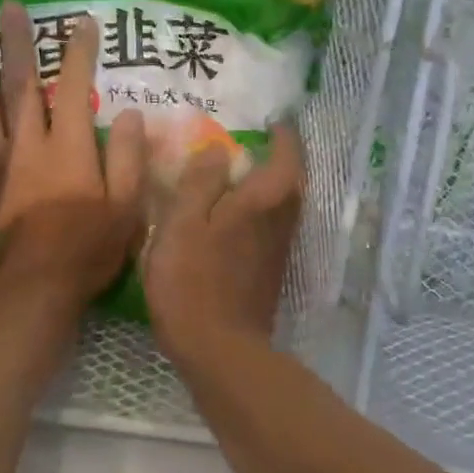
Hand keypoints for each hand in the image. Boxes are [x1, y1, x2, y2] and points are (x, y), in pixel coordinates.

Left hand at [0, 2, 145, 305]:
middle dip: (17, 44)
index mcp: (68, 144)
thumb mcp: (127, 207)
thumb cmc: (88, 249)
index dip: (80, 52)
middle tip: (8, 8)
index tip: (83, 22)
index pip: (75, 86)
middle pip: (20, 84)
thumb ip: (129, 157)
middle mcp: (27, 143)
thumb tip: (131, 113)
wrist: (32, 292)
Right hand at [141, 125, 303, 368]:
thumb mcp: (183, 222)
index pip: (287, 155)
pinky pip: (269, 226)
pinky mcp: (269, 272)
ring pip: (281, 205)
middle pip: (291, 181)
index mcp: (264, 200)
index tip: (272, 121)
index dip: (283, 135)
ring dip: (268, 185)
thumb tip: (218, 149)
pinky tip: (231, 217)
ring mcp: (278, 250)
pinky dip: (257, 211)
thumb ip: (201, 182)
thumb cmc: (193, 280)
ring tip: (238, 175)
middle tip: (254, 144)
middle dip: (279, 159)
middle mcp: (281, 221)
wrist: (219, 351)